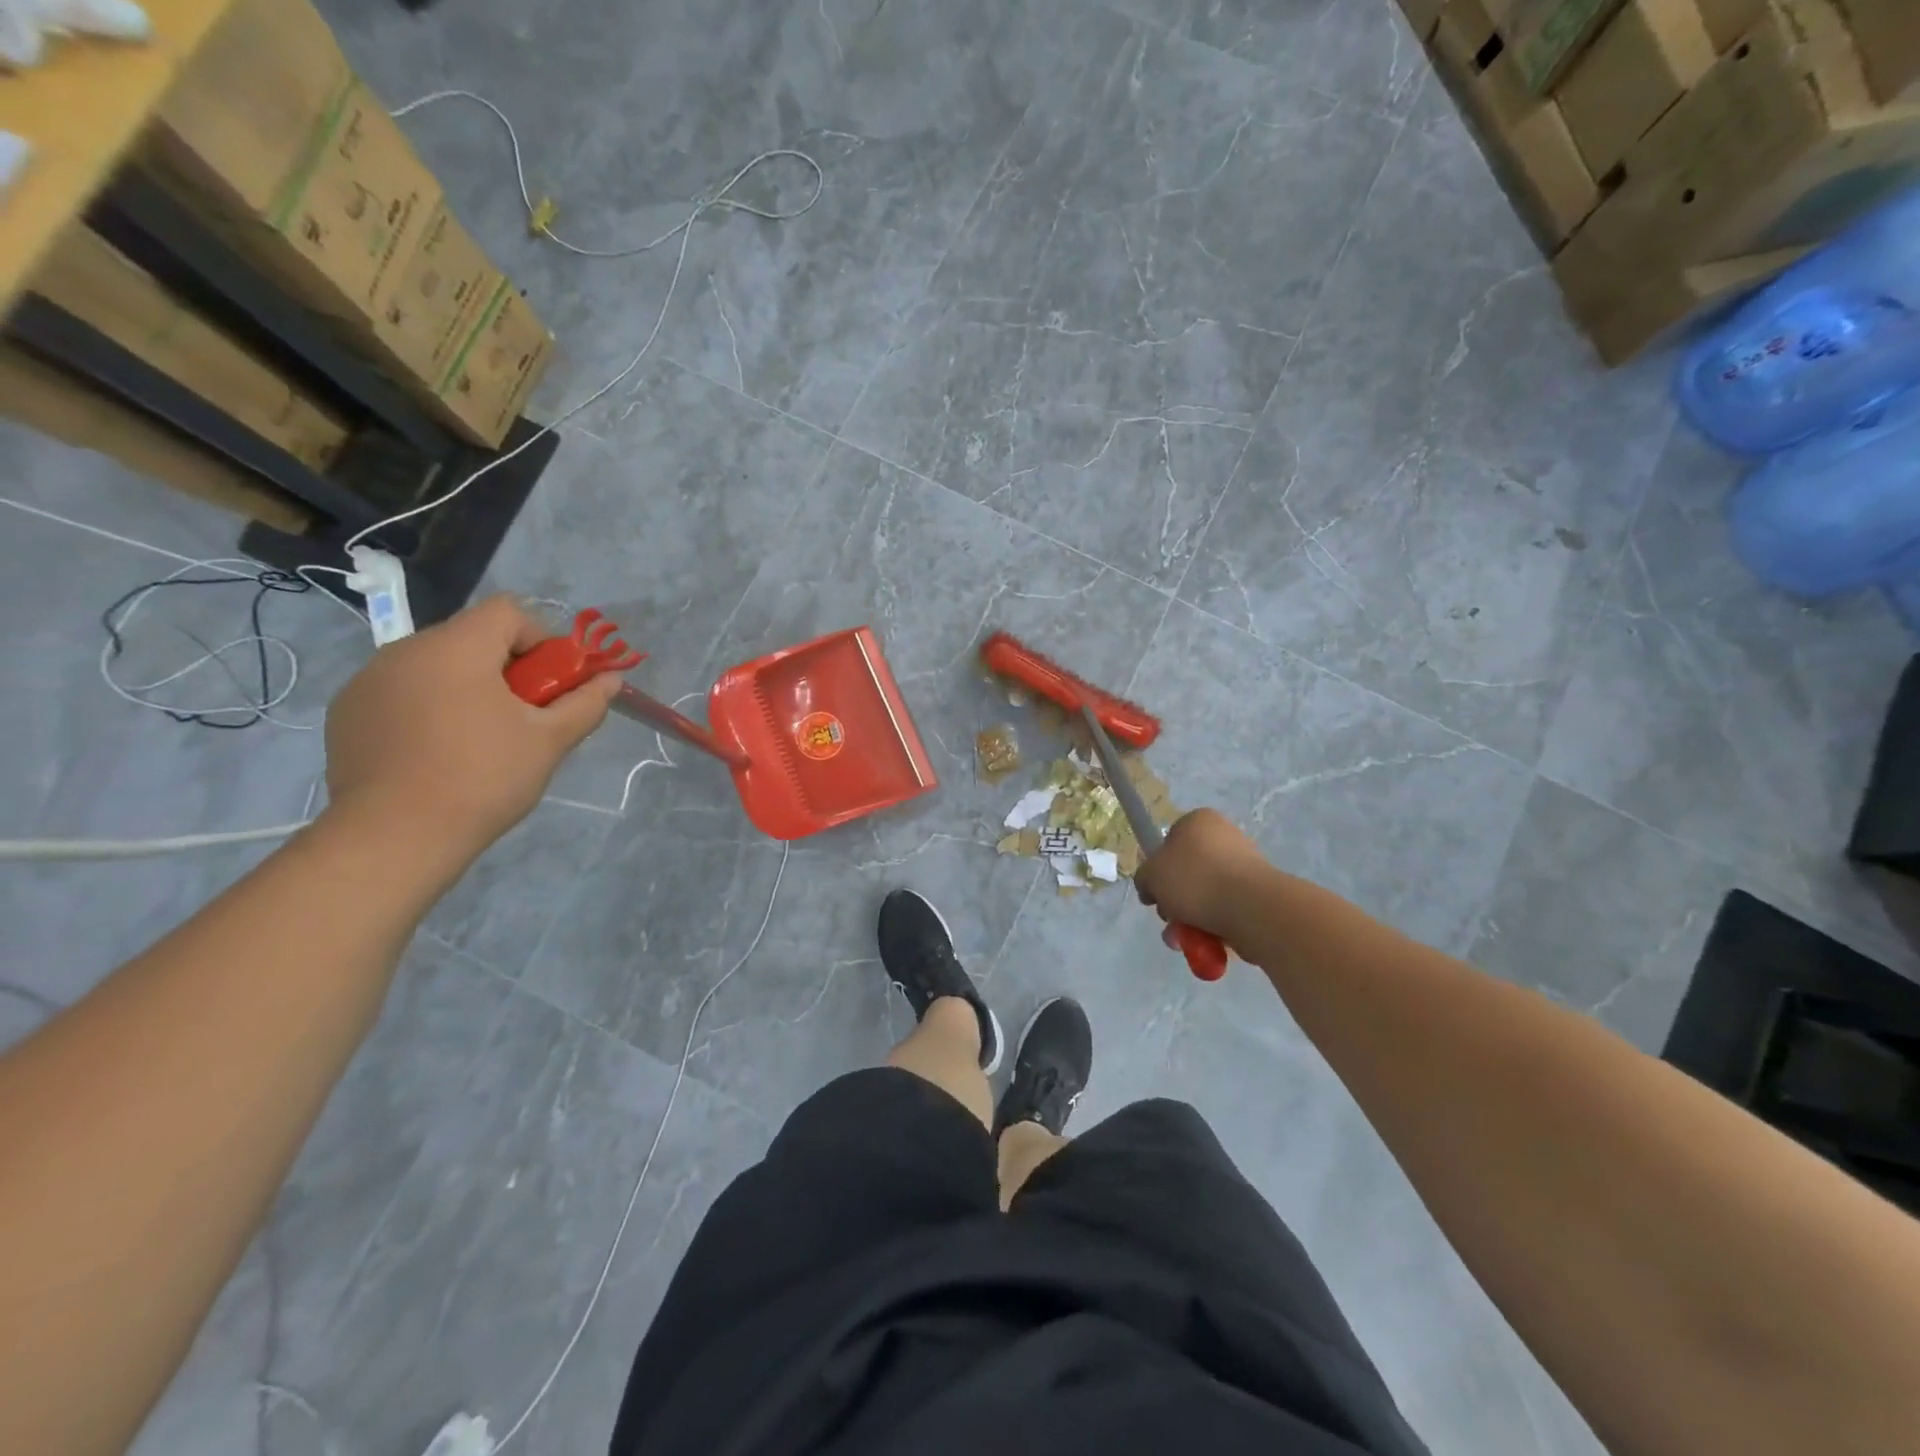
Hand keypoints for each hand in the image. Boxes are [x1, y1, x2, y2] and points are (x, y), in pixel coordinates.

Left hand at [324, 595, 618, 853]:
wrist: (394, 837)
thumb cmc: (483, 778)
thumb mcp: (550, 741)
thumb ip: (585, 703)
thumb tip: (611, 679)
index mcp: (455, 648)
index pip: (508, 612)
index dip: (541, 640)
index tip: (551, 684)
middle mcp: (405, 650)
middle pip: (471, 637)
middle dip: (507, 667)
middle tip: (524, 716)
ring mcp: (368, 680)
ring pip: (436, 665)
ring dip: (467, 686)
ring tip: (480, 738)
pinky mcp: (348, 712)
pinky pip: (402, 691)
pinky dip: (429, 706)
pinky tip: (437, 752)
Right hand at [1134, 808, 1272, 944]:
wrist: (1251, 908)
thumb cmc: (1195, 880)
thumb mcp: (1151, 875)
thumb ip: (1144, 878)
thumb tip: (1151, 888)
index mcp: (1199, 821)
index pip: (1170, 841)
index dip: (1158, 869)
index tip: (1154, 892)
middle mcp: (1224, 837)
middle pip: (1188, 873)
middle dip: (1175, 902)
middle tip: (1169, 919)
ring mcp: (1245, 866)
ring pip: (1206, 895)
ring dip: (1190, 920)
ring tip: (1184, 941)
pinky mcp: (1259, 894)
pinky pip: (1227, 910)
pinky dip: (1214, 927)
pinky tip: (1207, 944)